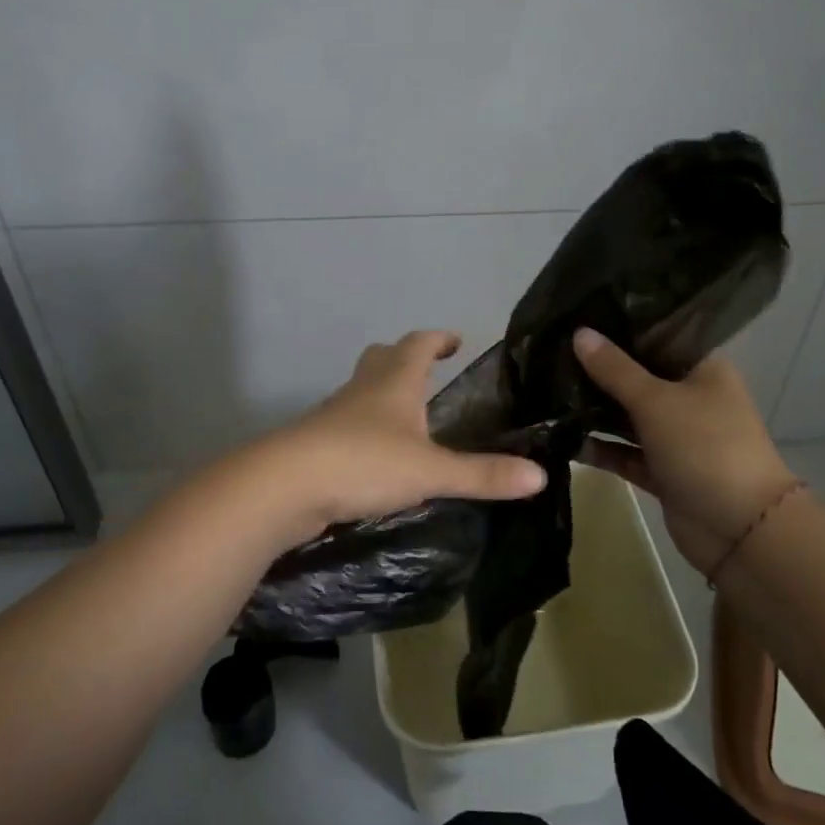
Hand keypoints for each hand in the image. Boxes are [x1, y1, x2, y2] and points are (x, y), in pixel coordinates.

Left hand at [249, 330, 545, 545]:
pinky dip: (366, 430)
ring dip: (383, 395)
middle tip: (428, 371)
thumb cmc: (363, 462)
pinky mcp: (317, 444)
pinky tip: (377, 457)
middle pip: (382, 358)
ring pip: (362, 392)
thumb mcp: (430, 471)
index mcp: (394, 383)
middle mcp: (363, 390)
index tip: (455, 340)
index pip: (418, 344)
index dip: (437, 339)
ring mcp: (334, 416)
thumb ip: (482, 474)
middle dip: (405, 358)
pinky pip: (347, 425)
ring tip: (408, 417)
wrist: (284, 485)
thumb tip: (540, 475)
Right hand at [572, 329, 800, 577]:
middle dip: (598, 370)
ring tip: (546, 391)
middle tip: (551, 353)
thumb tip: (579, 333)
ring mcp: (676, 436)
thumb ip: (614, 369)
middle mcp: (690, 397)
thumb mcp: (656, 401)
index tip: (578, 316)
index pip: (657, 336)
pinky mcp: (662, 470)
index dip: (619, 327)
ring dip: (594, 410)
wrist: (741, 530)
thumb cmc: (705, 446)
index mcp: (701, 368)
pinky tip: (561, 437)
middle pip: (637, 376)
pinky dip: (599, 448)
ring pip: (627, 416)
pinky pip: (624, 452)